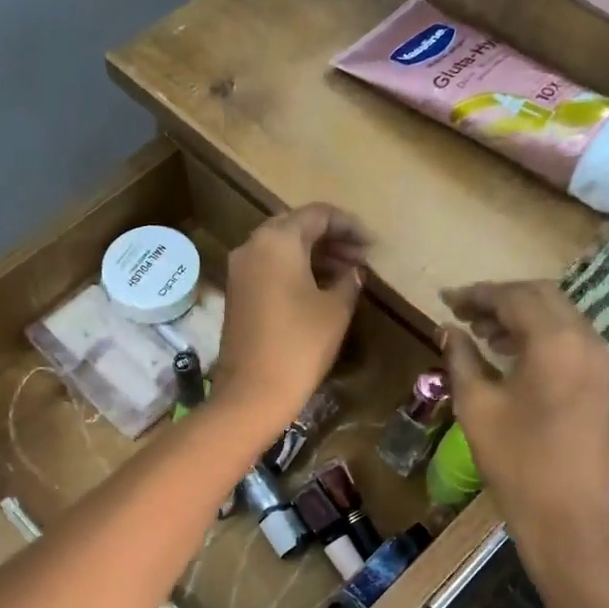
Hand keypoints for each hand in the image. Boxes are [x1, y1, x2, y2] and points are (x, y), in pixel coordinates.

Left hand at [211, 203, 368, 428]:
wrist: (253, 392)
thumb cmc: (300, 345)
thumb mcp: (336, 310)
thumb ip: (349, 281)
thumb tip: (353, 272)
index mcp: (277, 240)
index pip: (318, 215)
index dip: (349, 226)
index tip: (372, 245)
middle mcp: (252, 246)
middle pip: (296, 227)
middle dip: (330, 239)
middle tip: (360, 258)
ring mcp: (239, 271)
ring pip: (281, 249)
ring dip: (314, 256)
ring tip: (347, 274)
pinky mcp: (236, 294)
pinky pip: (269, 269)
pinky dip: (294, 271)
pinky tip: (319, 289)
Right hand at [440, 281, 608, 555]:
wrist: (568, 517)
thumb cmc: (516, 461)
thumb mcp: (477, 406)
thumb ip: (461, 358)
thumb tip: (448, 330)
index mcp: (555, 341)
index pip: (514, 297)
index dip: (477, 294)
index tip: (446, 300)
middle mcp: (586, 340)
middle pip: (542, 297)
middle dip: (501, 299)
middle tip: (464, 313)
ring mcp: (600, 361)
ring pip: (560, 316)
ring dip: (521, 316)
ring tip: (482, 333)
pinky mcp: (603, 381)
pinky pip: (570, 339)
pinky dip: (539, 334)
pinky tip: (511, 353)